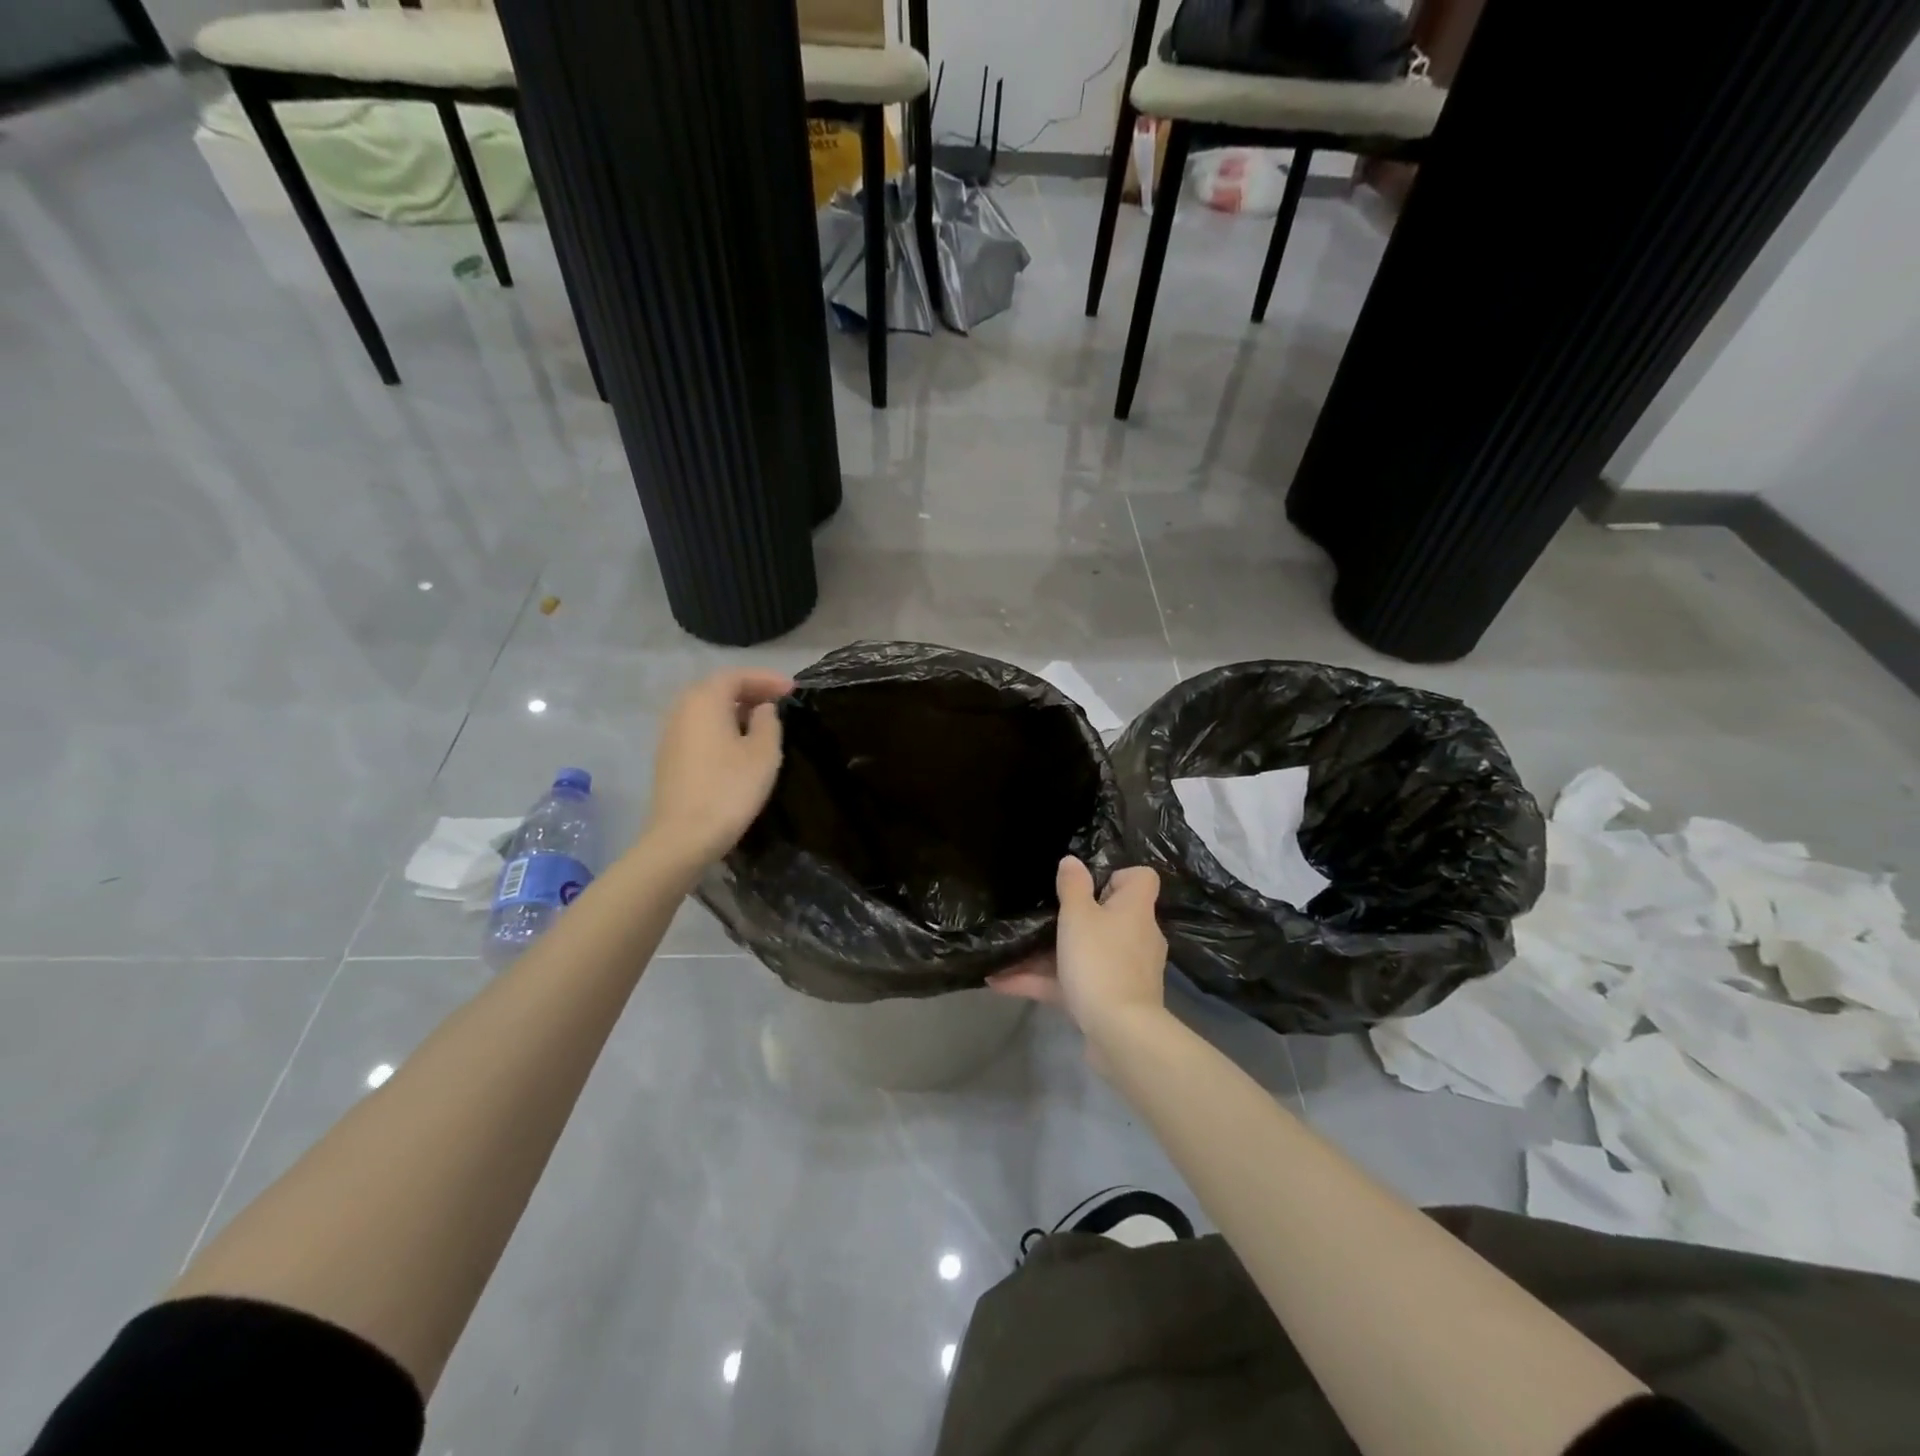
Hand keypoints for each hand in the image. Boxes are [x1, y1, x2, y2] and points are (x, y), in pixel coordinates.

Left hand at [644, 667, 791, 865]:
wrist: (683, 837)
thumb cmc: (729, 788)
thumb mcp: (763, 752)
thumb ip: (768, 721)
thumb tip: (762, 709)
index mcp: (704, 700)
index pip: (737, 676)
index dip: (767, 679)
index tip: (793, 689)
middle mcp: (682, 709)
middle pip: (718, 689)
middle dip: (750, 691)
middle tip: (779, 701)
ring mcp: (671, 734)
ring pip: (707, 709)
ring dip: (735, 710)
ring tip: (763, 722)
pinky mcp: (669, 757)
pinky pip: (699, 729)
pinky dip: (721, 727)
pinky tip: (738, 744)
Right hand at [988, 857, 1166, 1042]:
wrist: (1120, 1033)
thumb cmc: (1100, 961)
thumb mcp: (1078, 916)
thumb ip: (1072, 887)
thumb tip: (1072, 861)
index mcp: (1135, 910)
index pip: (1141, 879)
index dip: (1116, 875)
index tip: (1087, 883)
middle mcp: (1136, 937)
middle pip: (1108, 916)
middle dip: (1074, 917)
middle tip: (1042, 915)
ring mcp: (1124, 971)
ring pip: (1085, 952)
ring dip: (1048, 954)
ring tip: (1009, 952)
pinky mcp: (1110, 1000)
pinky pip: (1075, 982)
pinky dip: (1044, 981)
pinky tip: (1002, 983)